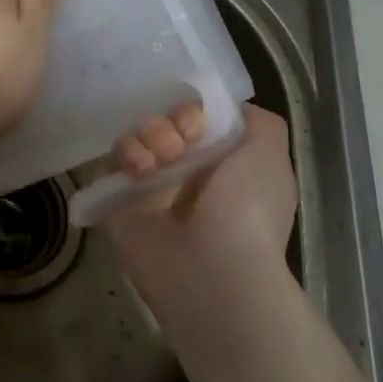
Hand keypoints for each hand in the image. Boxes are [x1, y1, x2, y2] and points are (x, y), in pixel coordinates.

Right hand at [101, 102, 295, 309]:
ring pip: (137, 137)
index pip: (197, 118)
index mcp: (223, 163)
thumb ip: (259, 122)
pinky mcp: (119, 201)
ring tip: (159, 160)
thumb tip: (229, 111)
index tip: (198, 122)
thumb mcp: (271, 154)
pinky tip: (140, 172)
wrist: (215, 270)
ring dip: (147, 136)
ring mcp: (151, 188)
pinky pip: (111, 162)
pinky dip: (125, 156)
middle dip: (170, 122)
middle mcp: (187, 173)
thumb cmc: (247, 208)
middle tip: (179, 143)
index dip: (195, 111)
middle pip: (164, 123)